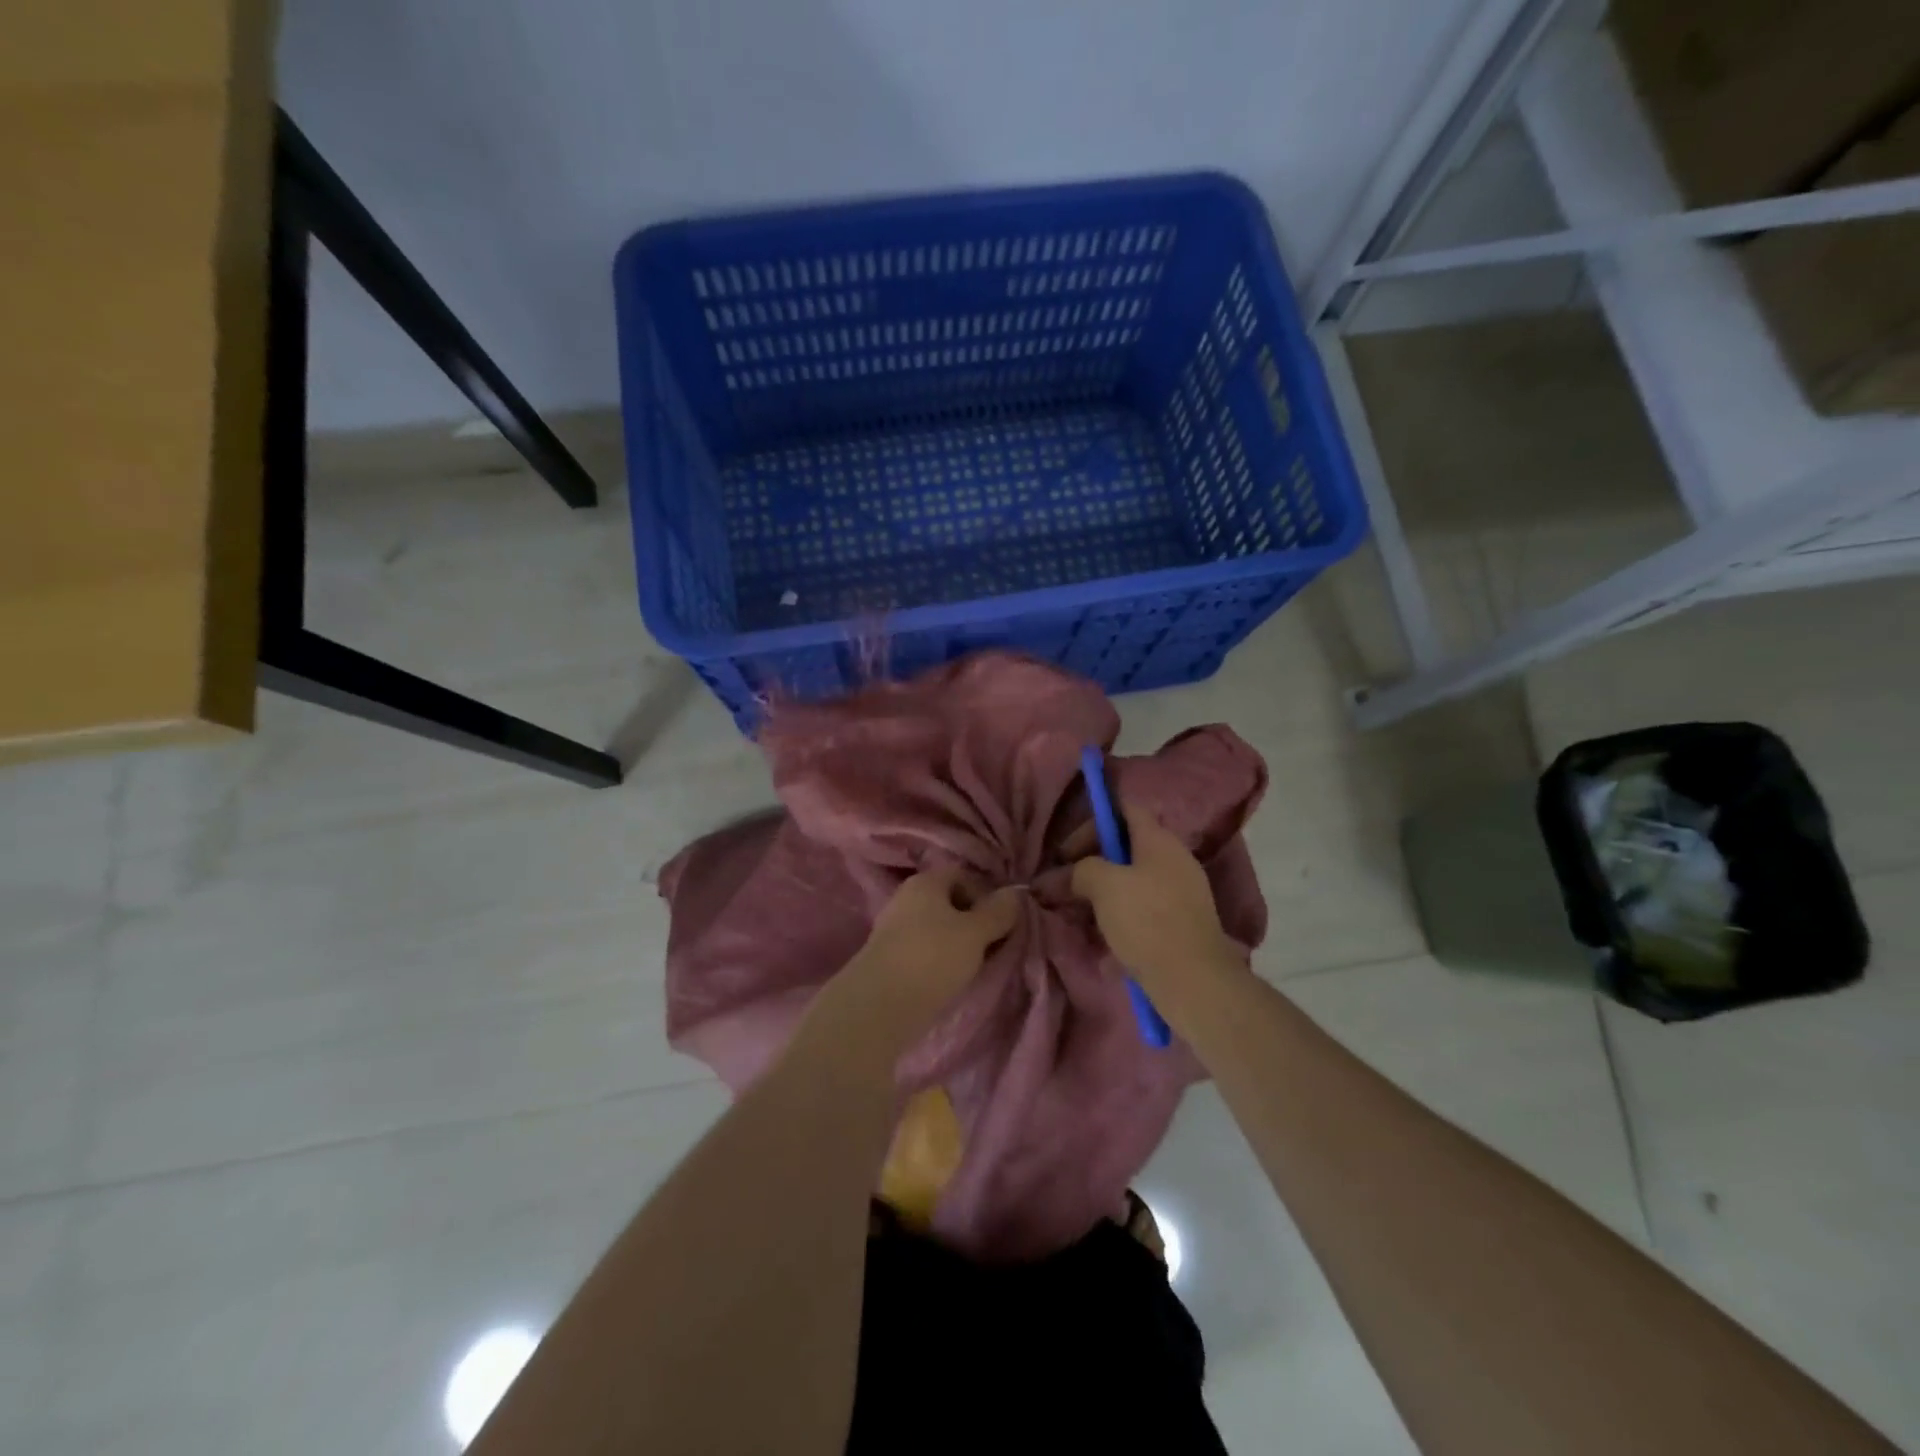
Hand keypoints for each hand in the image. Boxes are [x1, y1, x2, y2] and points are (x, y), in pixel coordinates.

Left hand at [815, 868, 1022, 1052]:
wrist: (879, 1006)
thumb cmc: (932, 958)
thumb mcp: (975, 934)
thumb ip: (997, 913)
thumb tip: (1015, 893)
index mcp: (925, 882)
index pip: (961, 874)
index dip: (985, 894)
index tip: (999, 921)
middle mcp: (905, 898)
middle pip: (948, 901)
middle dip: (972, 921)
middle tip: (991, 946)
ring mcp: (893, 928)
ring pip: (936, 928)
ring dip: (956, 944)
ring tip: (972, 968)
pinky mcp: (887, 958)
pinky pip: (922, 950)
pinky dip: (938, 960)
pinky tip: (948, 980)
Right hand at [1070, 800, 1240, 1006]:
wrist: (1194, 980)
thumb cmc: (1147, 921)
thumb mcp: (1104, 886)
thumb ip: (1079, 871)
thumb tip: (1062, 875)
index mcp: (1159, 840)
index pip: (1125, 809)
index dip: (1093, 820)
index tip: (1066, 850)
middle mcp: (1174, 859)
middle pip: (1126, 847)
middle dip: (1092, 863)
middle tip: (1065, 884)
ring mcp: (1181, 892)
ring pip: (1133, 880)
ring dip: (1103, 893)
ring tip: (1079, 913)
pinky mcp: (1181, 923)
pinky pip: (1143, 908)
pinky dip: (1120, 916)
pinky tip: (1104, 938)